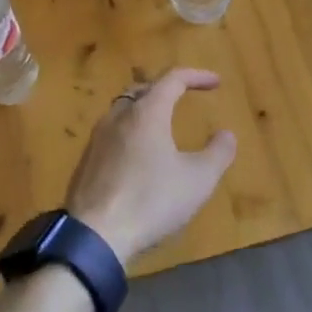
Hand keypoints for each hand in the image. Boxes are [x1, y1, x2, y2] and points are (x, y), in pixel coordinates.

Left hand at [66, 68, 237, 267]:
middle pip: (141, 90)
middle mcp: (117, 117)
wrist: (94, 235)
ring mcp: (96, 140)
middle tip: (183, 97)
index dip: (196, 76)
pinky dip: (130, 134)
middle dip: (164, 89)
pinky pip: (111, 135)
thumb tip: (226, 134)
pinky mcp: (85, 163)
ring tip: (161, 125)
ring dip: (144, 111)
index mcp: (146, 113)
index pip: (172, 79)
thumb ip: (217, 153)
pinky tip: (138, 158)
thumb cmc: (151, 201)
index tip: (216, 82)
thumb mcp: (198, 180)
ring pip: (122, 111)